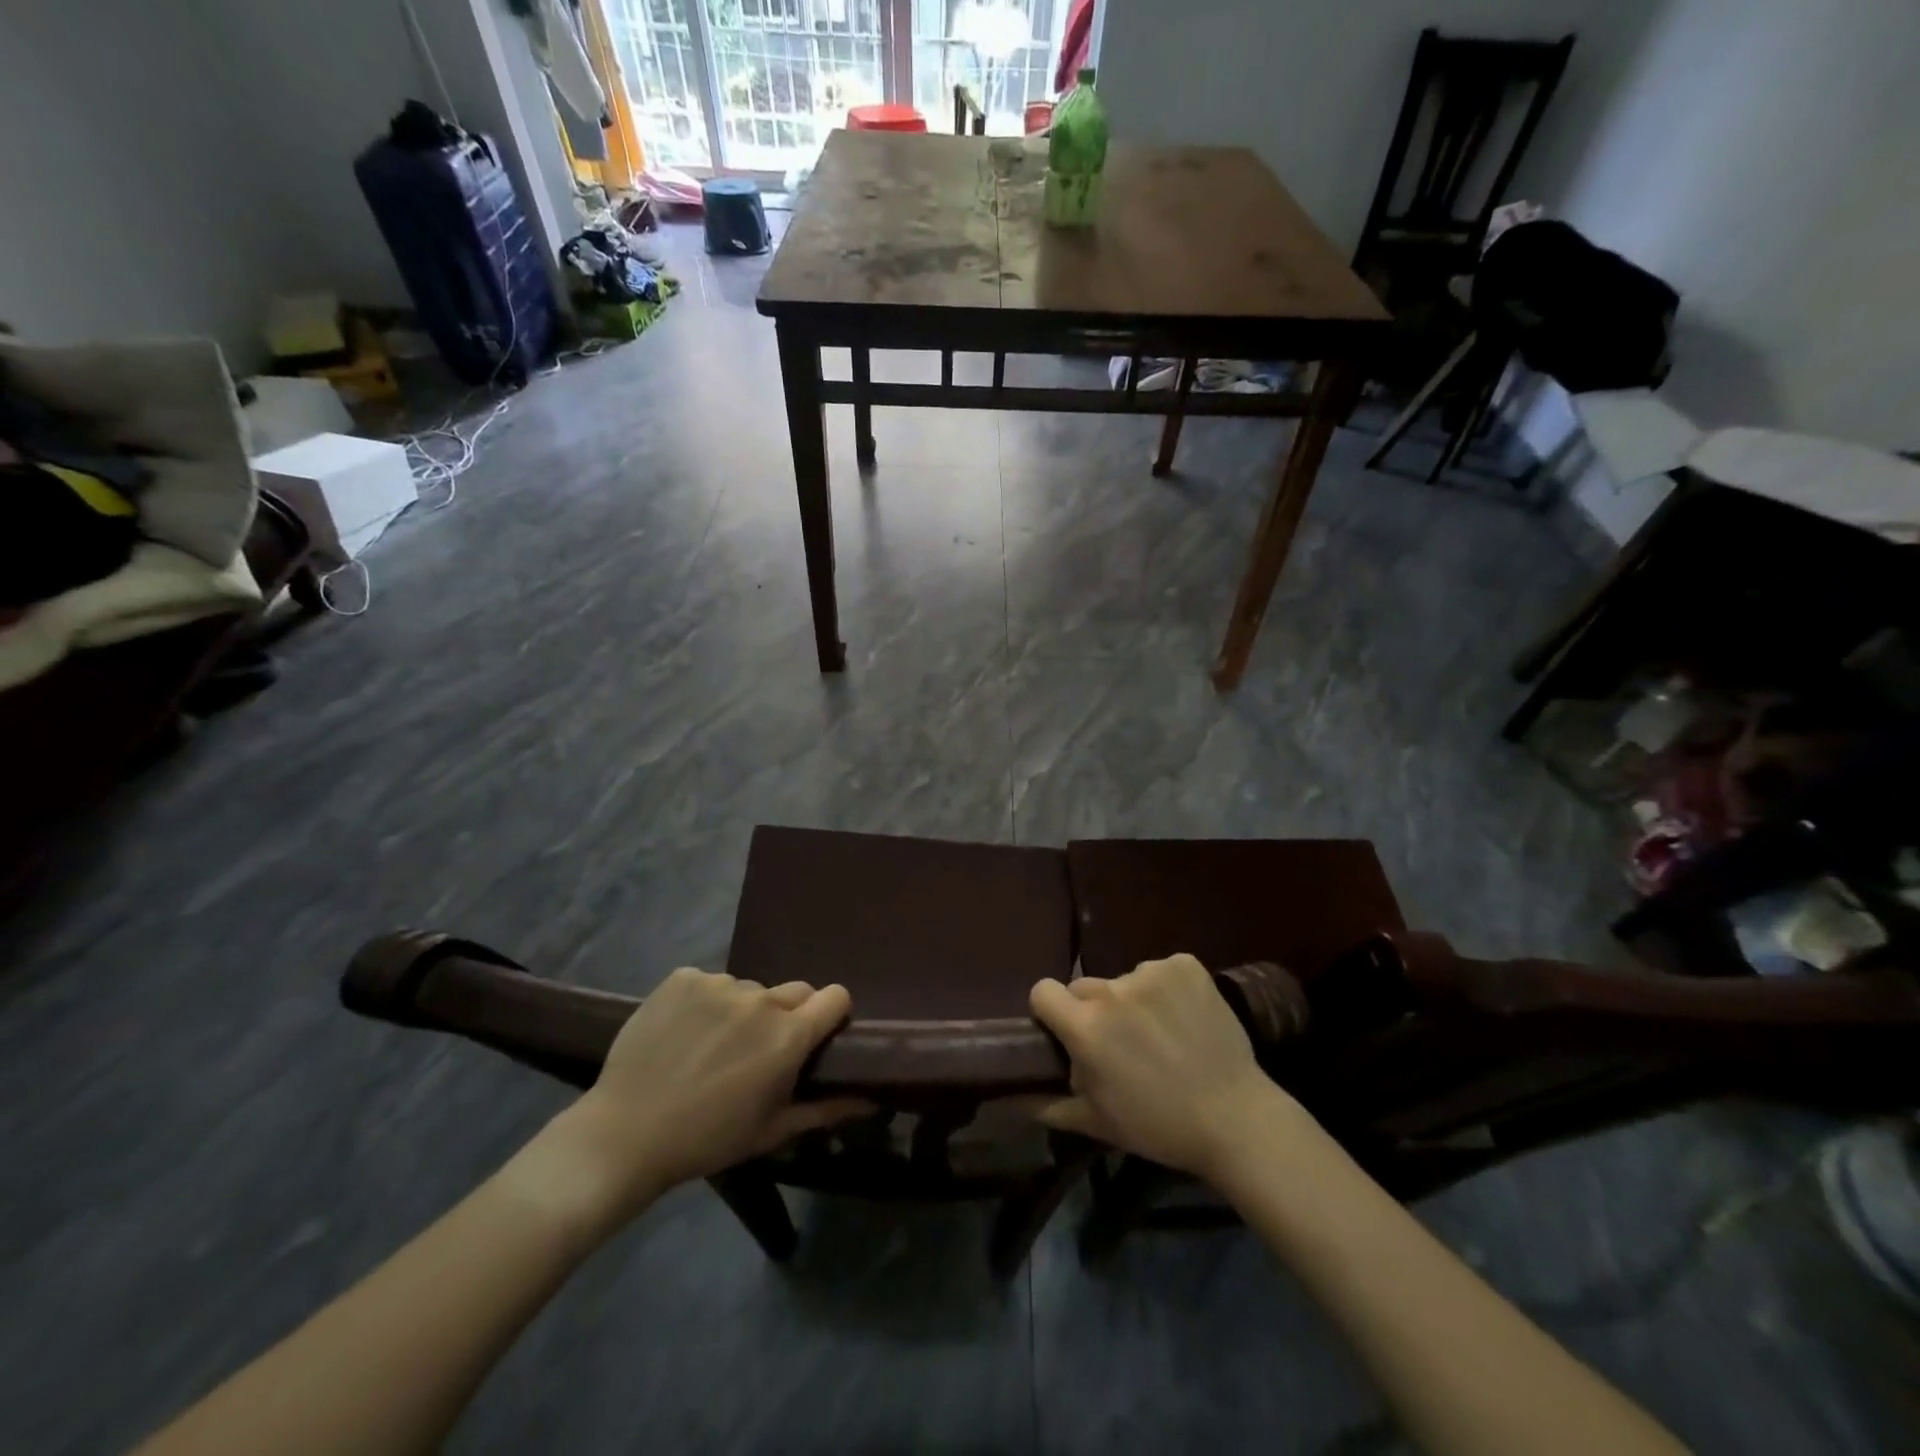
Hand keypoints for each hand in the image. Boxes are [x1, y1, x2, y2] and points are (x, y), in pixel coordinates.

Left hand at [535, 970, 870, 1229]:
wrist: (624, 1134)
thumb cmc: (707, 1139)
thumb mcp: (771, 1131)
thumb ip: (825, 1109)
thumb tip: (870, 1100)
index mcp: (788, 1036)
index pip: (835, 996)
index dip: (832, 1013)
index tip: (818, 1034)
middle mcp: (761, 1000)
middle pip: (795, 990)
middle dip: (788, 1014)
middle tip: (760, 1048)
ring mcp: (719, 984)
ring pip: (749, 989)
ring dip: (742, 1010)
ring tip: (712, 1045)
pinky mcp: (683, 977)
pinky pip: (710, 982)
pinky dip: (705, 1002)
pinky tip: (684, 1031)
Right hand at [1029, 954, 1297, 1181]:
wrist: (1236, 1118)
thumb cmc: (1159, 1126)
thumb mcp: (1097, 1123)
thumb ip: (1047, 1105)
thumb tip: (1007, 1098)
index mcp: (1085, 1027)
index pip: (1043, 991)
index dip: (1050, 1010)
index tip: (1066, 1030)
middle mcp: (1112, 991)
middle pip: (1085, 986)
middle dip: (1094, 1010)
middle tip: (1121, 1043)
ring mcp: (1151, 973)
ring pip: (1125, 980)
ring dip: (1133, 1001)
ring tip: (1161, 1035)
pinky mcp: (1185, 966)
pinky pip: (1161, 970)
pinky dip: (1168, 988)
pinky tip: (1185, 1017)